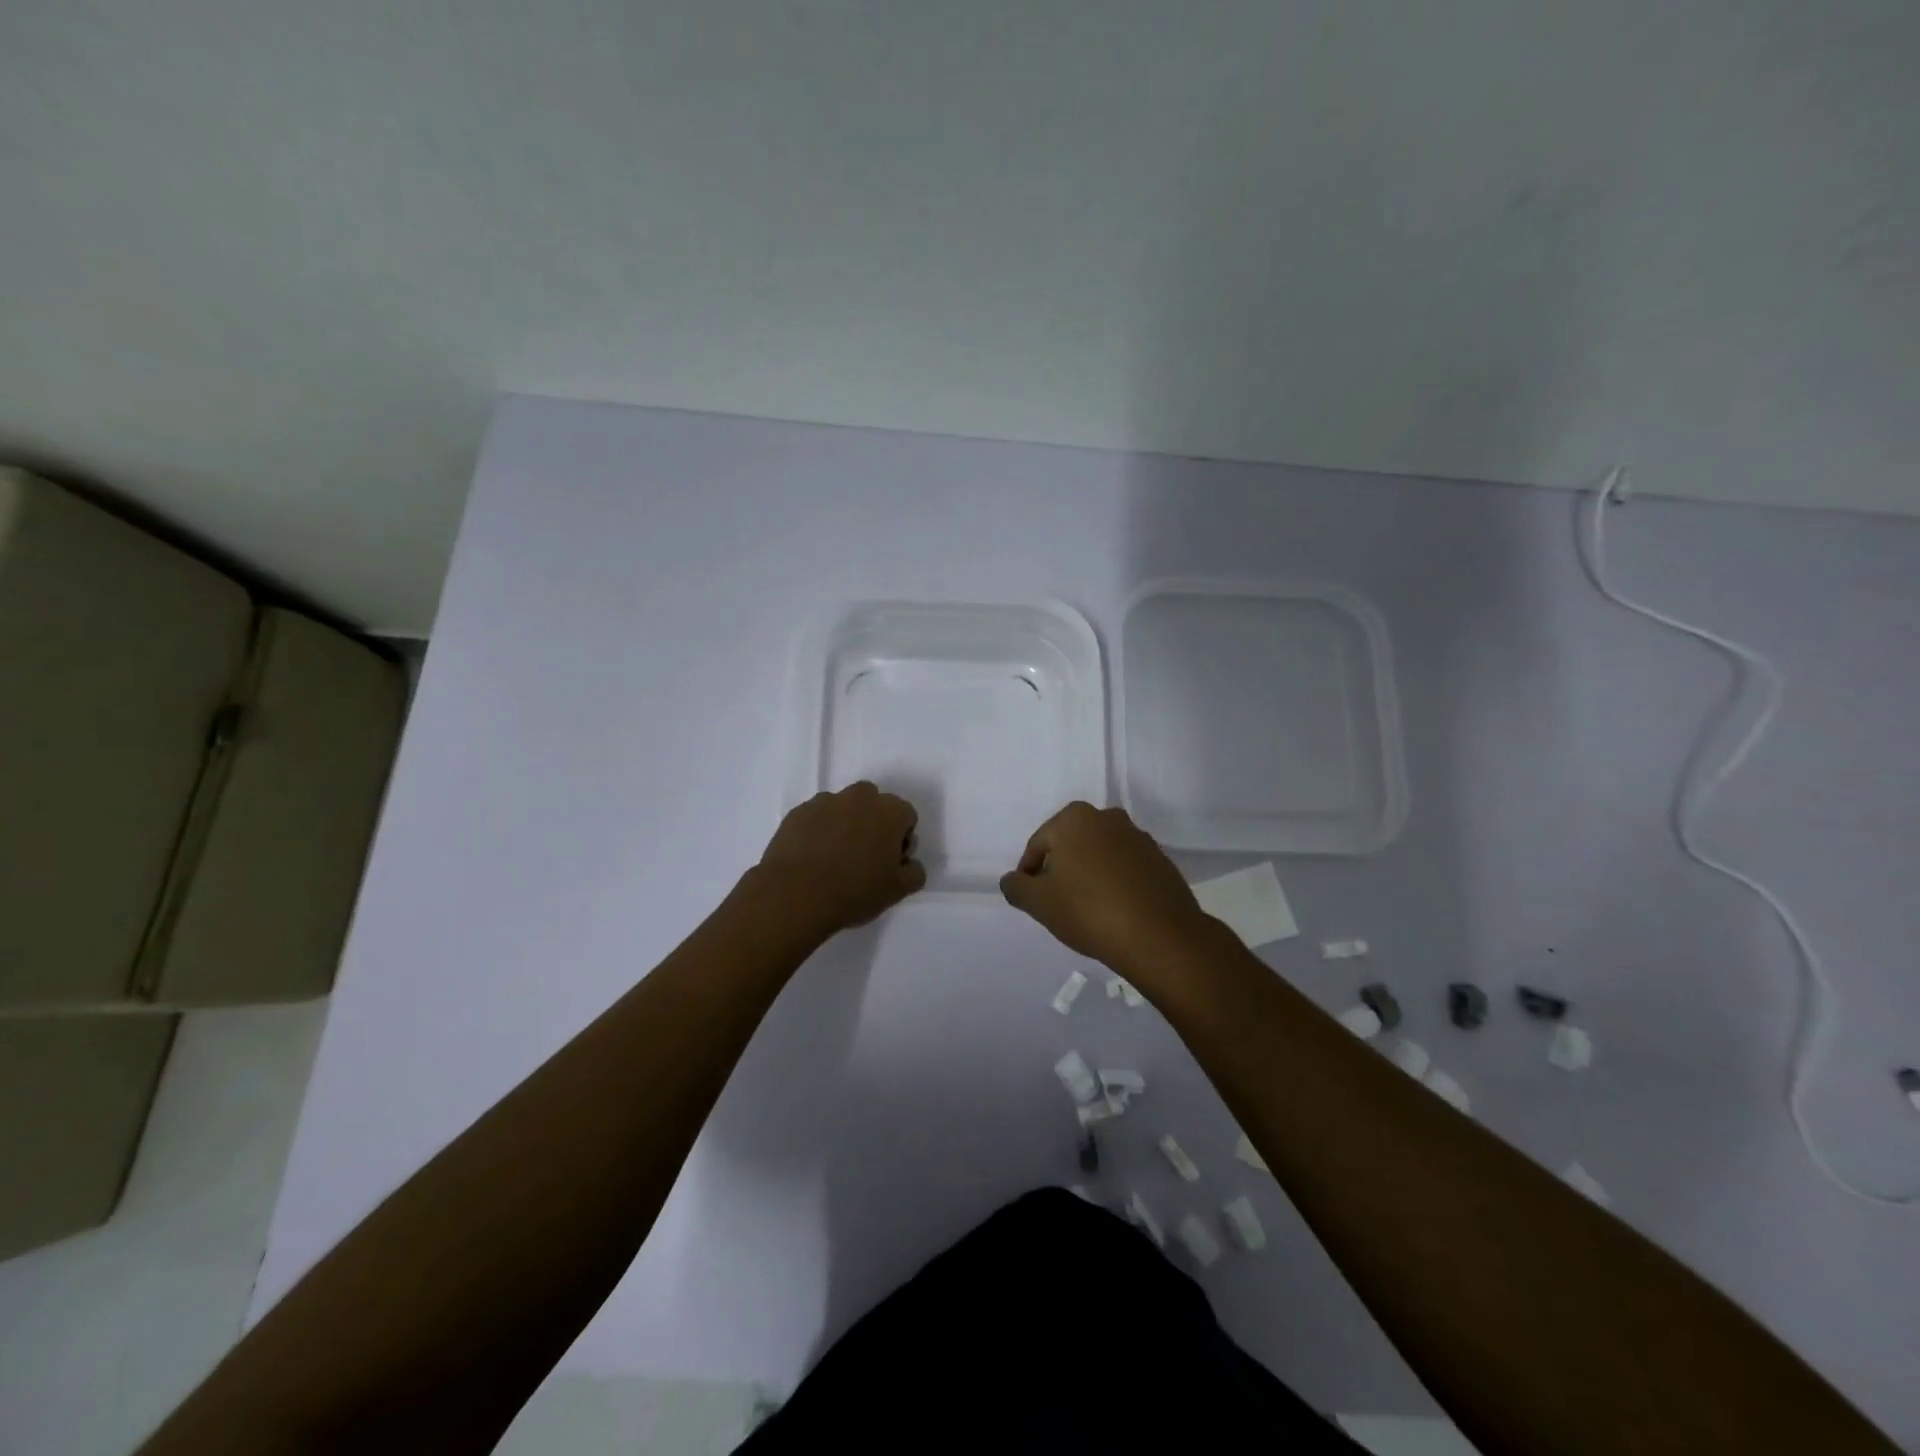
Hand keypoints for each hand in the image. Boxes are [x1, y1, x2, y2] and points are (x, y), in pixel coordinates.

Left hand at [756, 782, 925, 932]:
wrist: (795, 895)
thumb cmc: (854, 891)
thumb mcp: (898, 890)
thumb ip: (914, 872)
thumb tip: (910, 863)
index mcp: (889, 811)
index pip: (906, 817)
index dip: (901, 840)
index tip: (889, 862)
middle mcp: (859, 797)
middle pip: (874, 804)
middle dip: (873, 824)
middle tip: (863, 857)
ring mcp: (825, 801)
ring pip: (843, 808)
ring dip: (844, 825)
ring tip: (833, 859)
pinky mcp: (798, 812)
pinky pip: (816, 817)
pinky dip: (818, 831)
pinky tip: (811, 858)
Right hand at [999, 802, 1211, 974]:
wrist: (1159, 936)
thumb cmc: (1089, 910)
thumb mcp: (1039, 903)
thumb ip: (1017, 887)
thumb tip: (1011, 880)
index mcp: (1074, 818)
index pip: (1039, 844)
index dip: (1029, 874)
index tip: (1031, 899)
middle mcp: (1108, 818)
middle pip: (1071, 845)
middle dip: (1061, 870)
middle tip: (1057, 903)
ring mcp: (1139, 837)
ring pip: (1100, 855)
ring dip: (1089, 875)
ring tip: (1087, 909)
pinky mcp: (1161, 860)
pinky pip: (1126, 868)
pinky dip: (1116, 883)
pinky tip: (1115, 910)